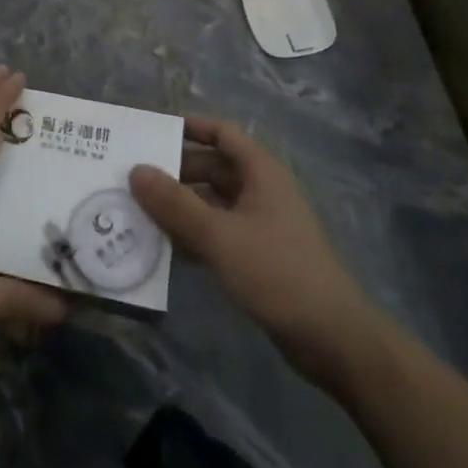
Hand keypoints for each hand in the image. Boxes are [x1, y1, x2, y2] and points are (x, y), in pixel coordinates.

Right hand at [130, 117, 382, 389]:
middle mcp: (262, 190)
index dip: (189, 127)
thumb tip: (135, 170)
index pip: (221, 132)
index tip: (151, 132)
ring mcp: (262, 224)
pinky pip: (219, 232)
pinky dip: (194, 234)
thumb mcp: (219, 236)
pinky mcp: (259, 256)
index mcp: (261, 172)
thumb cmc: (277, 273)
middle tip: (133, 177)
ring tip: (139, 210)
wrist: (333, 339)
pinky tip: (164, 247)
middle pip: (213, 167)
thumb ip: (175, 204)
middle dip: (175, 171)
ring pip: (213, 202)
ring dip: (181, 205)